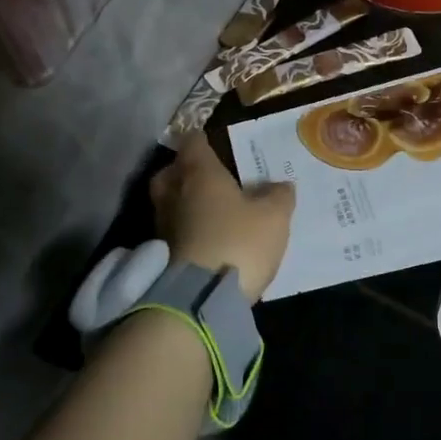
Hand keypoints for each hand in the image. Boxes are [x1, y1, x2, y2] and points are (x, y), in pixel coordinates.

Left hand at [151, 133, 294, 303]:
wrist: (199, 299)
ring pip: (169, 203)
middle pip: (171, 172)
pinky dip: (185, 231)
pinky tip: (205, 240)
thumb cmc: (238, 242)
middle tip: (209, 179)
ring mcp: (161, 225)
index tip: (216, 144)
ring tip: (210, 212)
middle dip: (186, 172)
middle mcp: (172, 192)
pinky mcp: (160, 255)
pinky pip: (173, 231)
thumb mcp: (274, 217)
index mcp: (198, 173)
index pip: (193, 142)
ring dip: (185, 204)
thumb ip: (278, 196)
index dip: (204, 140)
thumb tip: (280, 185)